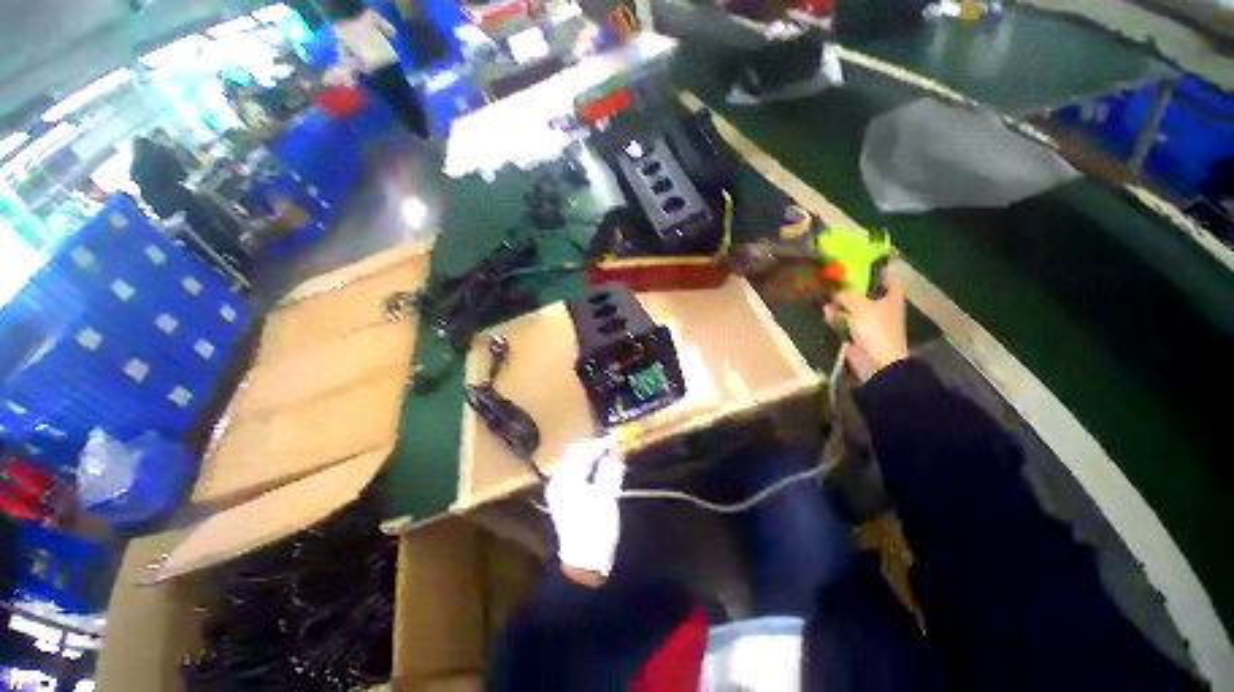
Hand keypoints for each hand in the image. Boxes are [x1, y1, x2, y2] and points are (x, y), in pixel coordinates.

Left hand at [545, 437, 624, 583]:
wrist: (584, 563)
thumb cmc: (597, 528)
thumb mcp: (607, 496)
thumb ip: (611, 468)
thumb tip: (618, 446)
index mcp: (566, 479)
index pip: (584, 452)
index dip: (601, 443)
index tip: (617, 438)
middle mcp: (557, 480)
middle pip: (575, 453)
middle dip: (594, 447)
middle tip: (613, 445)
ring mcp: (557, 488)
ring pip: (574, 461)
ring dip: (590, 455)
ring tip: (607, 454)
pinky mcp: (561, 496)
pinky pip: (573, 471)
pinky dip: (586, 465)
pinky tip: (598, 468)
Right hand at [823, 277, 908, 381]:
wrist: (877, 361)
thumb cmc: (876, 329)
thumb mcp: (860, 306)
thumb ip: (846, 294)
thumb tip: (834, 288)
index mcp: (891, 296)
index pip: (884, 277)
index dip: (871, 269)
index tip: (853, 264)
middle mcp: (882, 305)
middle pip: (864, 291)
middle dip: (848, 287)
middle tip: (831, 280)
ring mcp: (869, 320)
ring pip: (852, 306)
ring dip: (839, 303)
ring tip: (825, 298)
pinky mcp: (858, 333)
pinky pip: (845, 320)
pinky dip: (837, 317)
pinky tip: (827, 313)